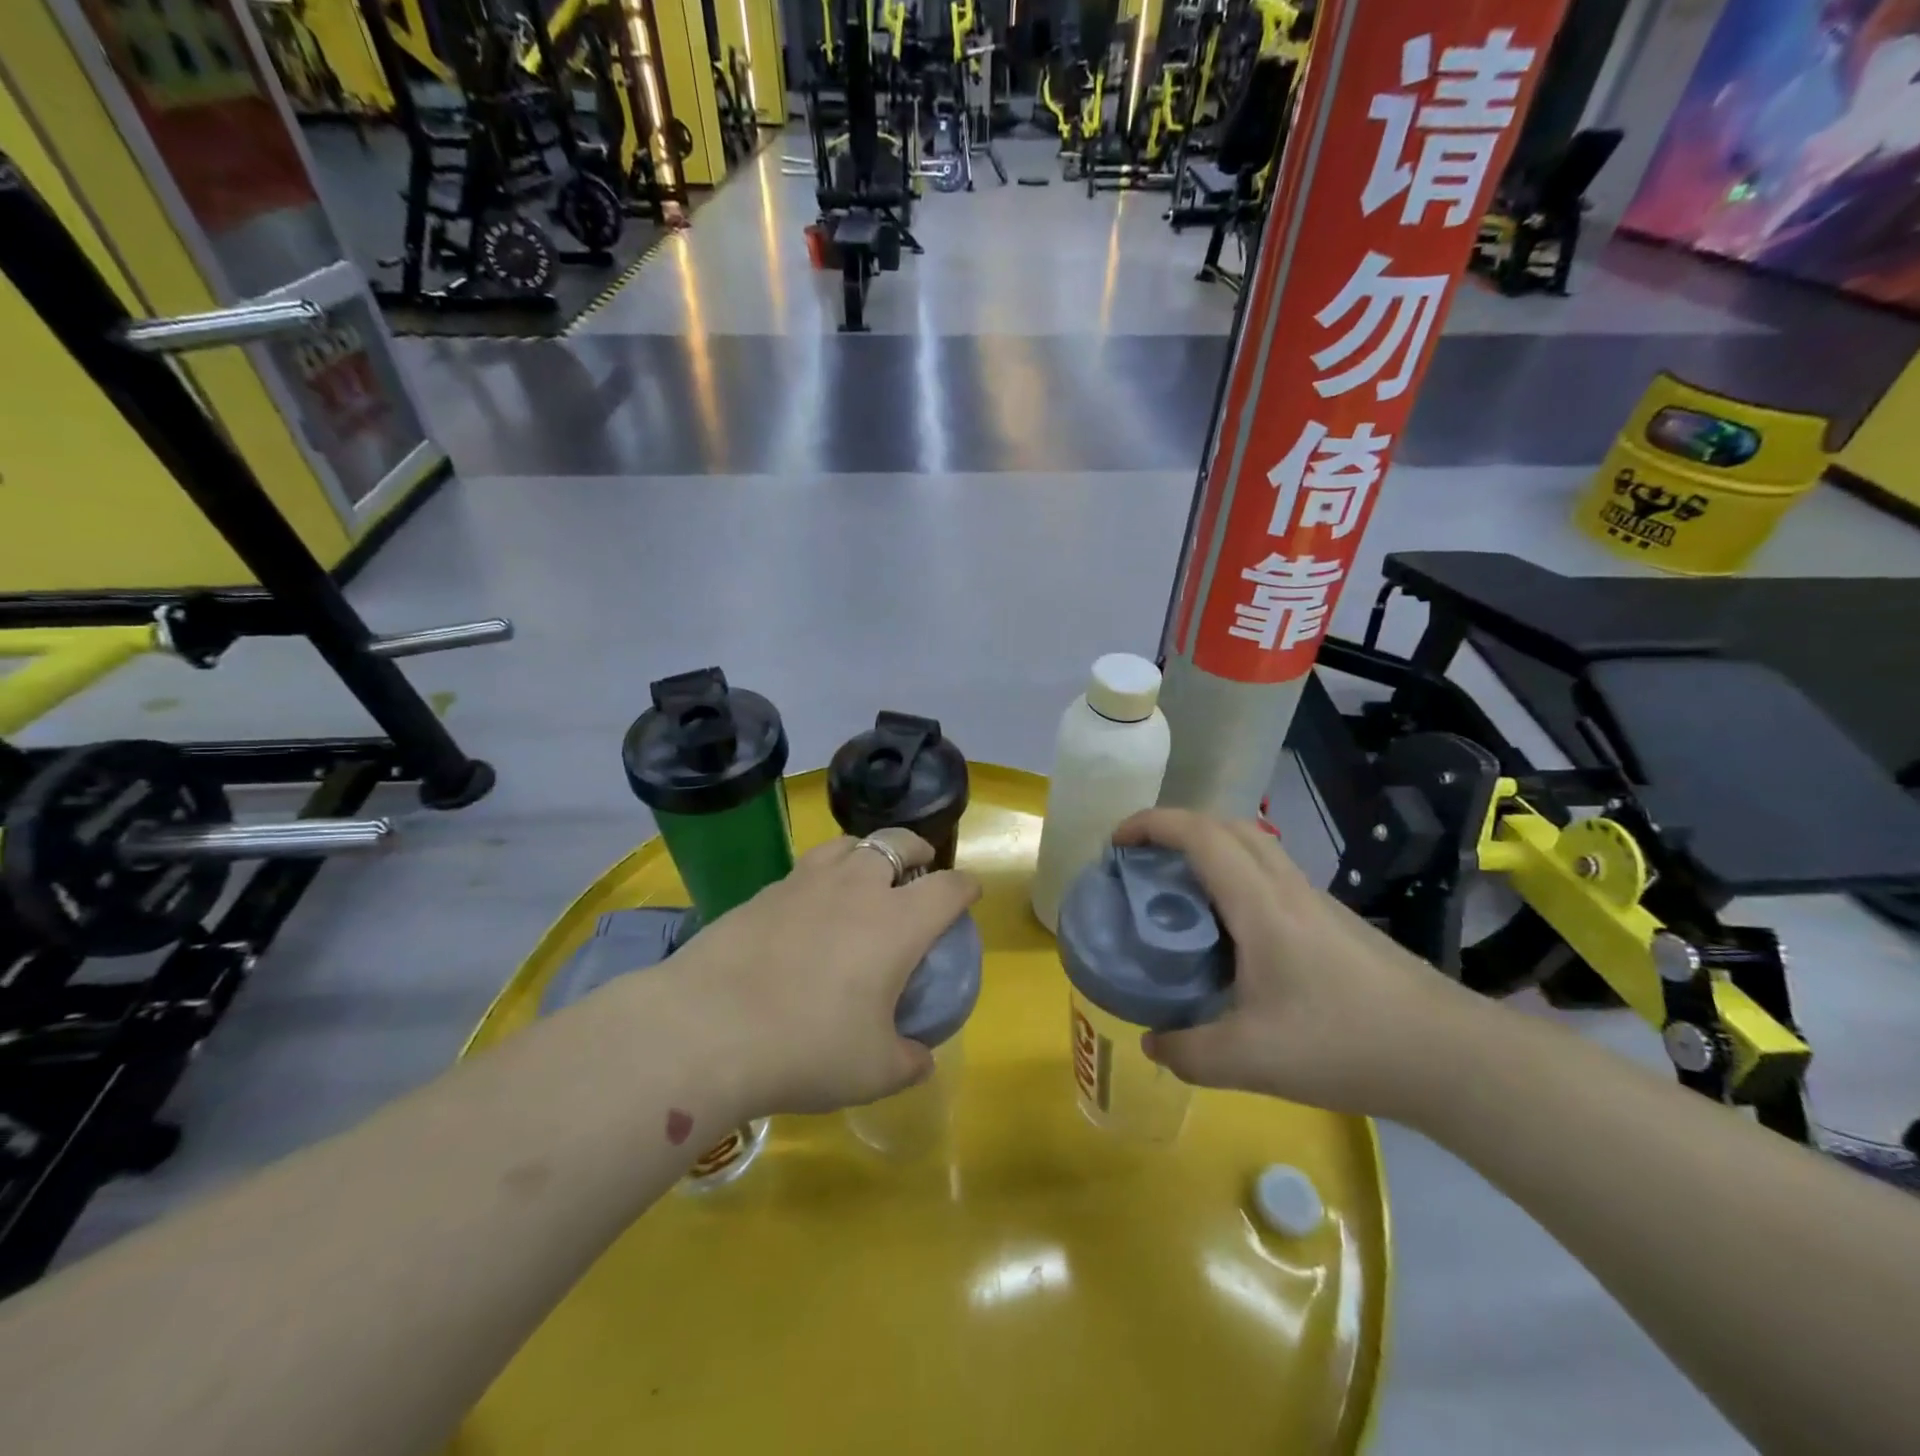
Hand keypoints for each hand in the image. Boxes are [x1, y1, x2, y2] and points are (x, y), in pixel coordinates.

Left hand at [661, 829, 980, 1117]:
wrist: (707, 1028)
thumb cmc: (807, 1047)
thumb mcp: (873, 1072)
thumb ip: (908, 1061)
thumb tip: (920, 1058)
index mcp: (898, 922)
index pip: (947, 886)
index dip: (965, 886)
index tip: (969, 892)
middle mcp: (857, 888)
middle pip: (896, 842)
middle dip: (916, 849)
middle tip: (918, 869)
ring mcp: (805, 883)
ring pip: (848, 844)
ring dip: (867, 852)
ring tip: (864, 875)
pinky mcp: (763, 892)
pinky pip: (805, 868)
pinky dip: (821, 876)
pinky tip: (808, 908)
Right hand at [1115, 809, 1469, 1118]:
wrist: (1451, 1056)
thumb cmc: (1345, 1044)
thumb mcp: (1252, 1059)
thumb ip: (1189, 1052)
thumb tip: (1152, 1043)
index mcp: (1260, 903)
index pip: (1199, 834)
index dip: (1151, 824)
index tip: (1116, 843)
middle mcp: (1286, 887)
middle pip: (1225, 825)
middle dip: (1174, 828)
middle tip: (1142, 863)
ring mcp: (1315, 900)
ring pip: (1252, 847)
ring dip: (1207, 849)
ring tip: (1178, 893)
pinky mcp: (1333, 921)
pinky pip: (1270, 875)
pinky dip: (1234, 876)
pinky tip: (1230, 933)